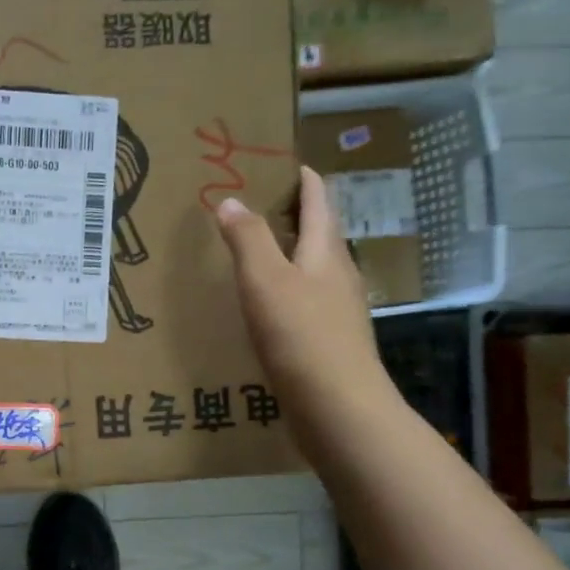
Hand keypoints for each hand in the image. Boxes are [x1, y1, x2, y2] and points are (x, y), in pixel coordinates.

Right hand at [214, 169, 391, 424]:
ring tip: (258, 253)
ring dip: (291, 255)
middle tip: (261, 204)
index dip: (306, 180)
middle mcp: (339, 276)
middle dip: (296, 216)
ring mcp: (338, 312)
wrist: (337, 407)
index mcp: (326, 253)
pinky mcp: (329, 342)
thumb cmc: (301, 335)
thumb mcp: (265, 280)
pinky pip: (306, 303)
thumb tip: (230, 200)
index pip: (320, 202)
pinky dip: (286, 291)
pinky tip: (267, 307)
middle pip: (320, 235)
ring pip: (314, 271)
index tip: (289, 163)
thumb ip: (247, 239)